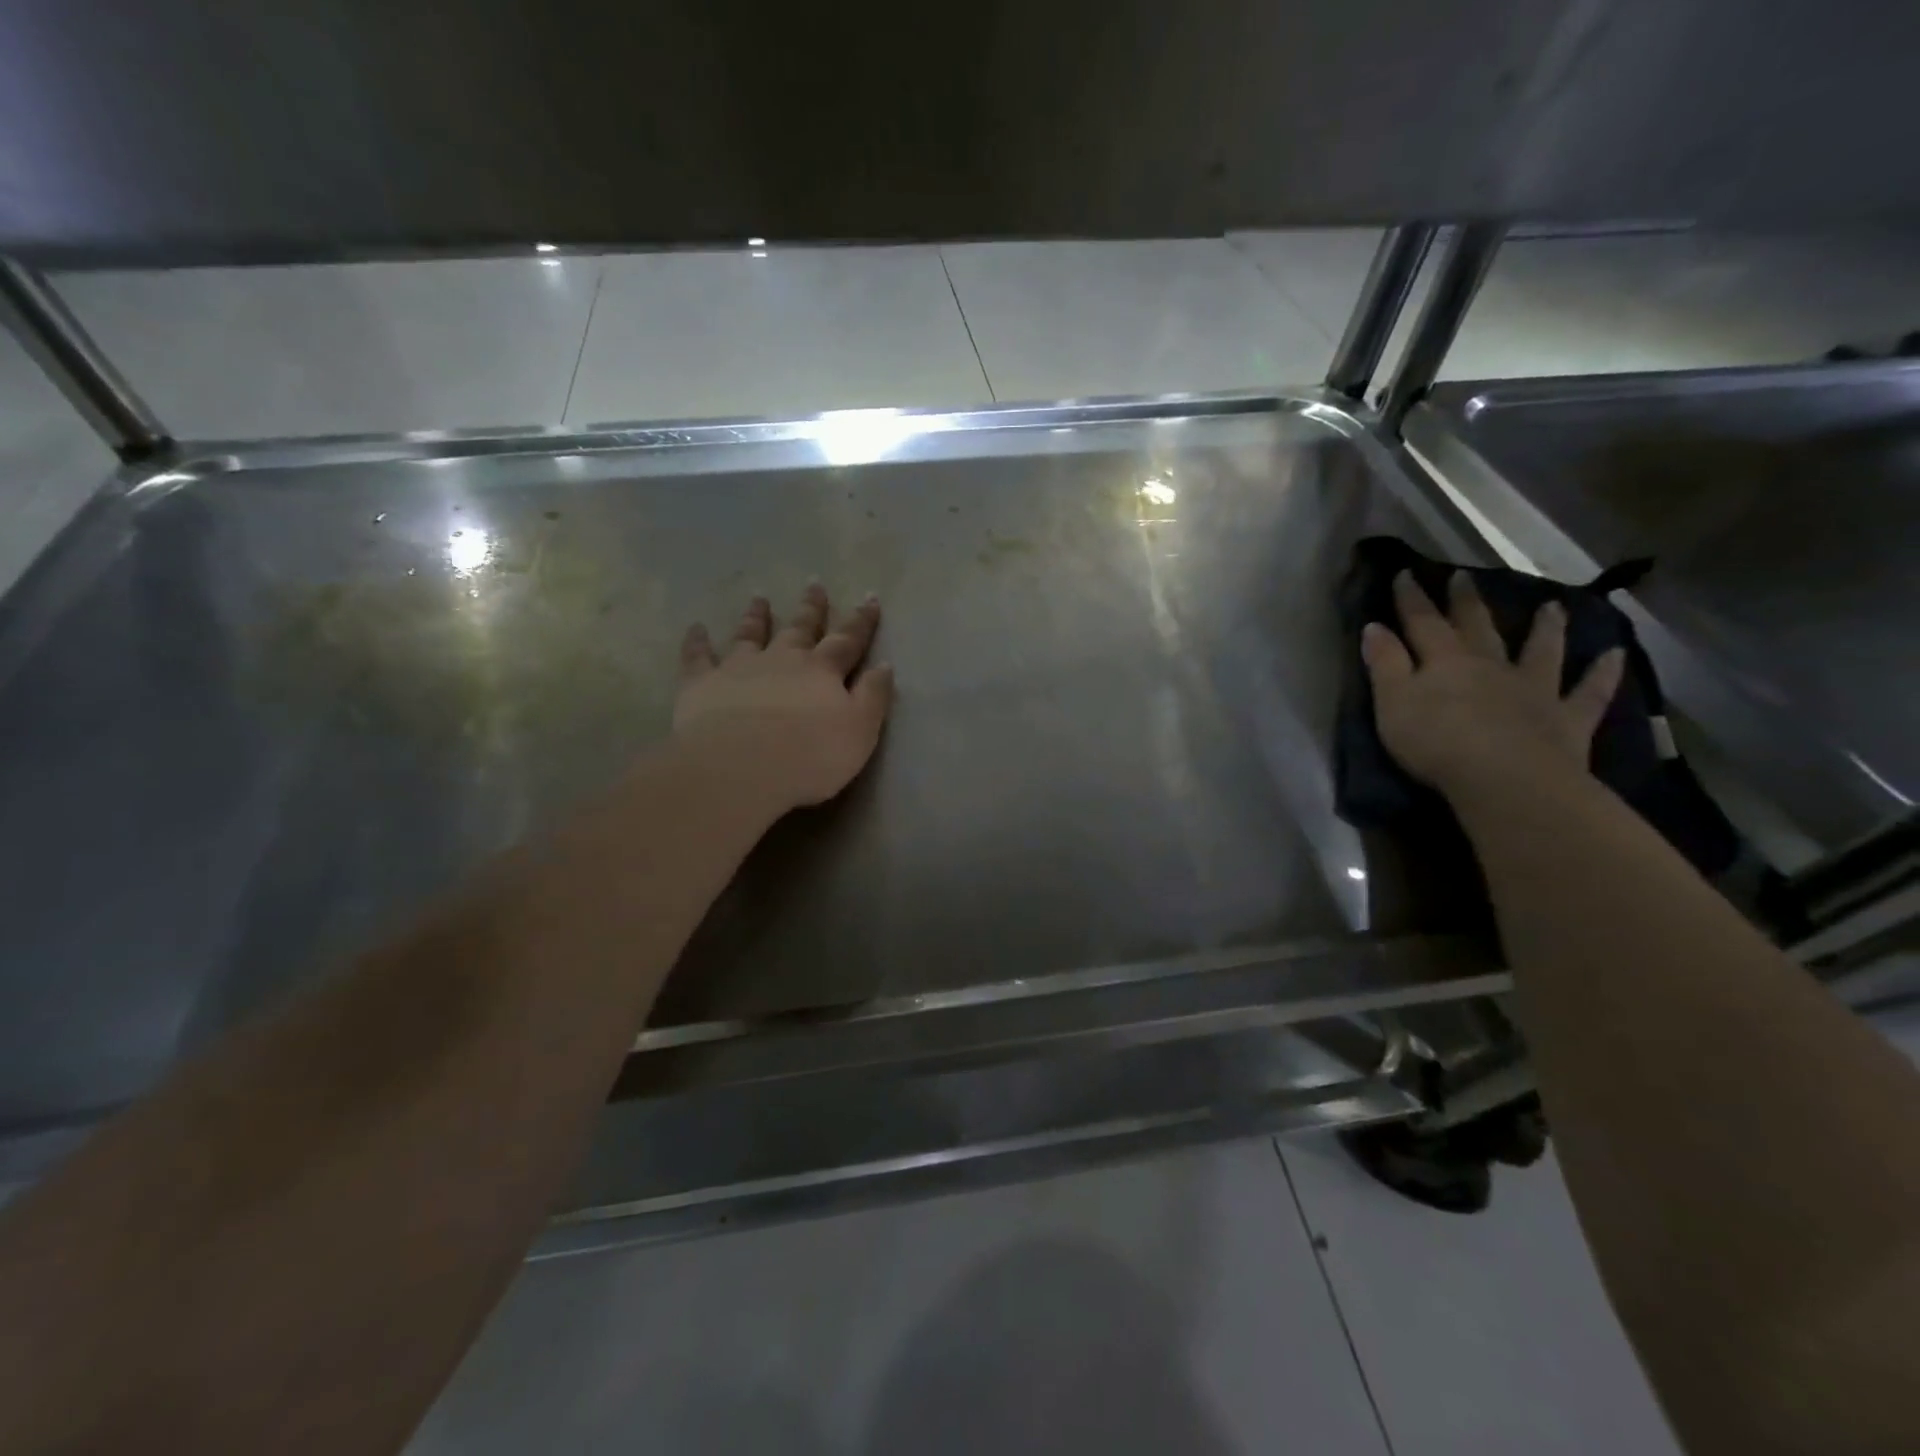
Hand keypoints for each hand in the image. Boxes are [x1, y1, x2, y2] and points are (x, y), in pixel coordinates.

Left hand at [672, 585, 895, 813]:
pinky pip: (698, 656)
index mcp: (822, 671)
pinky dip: (697, 641)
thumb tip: (884, 665)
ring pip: (750, 634)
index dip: (861, 621)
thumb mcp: (860, 731)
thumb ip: (873, 697)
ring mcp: (739, 668)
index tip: (870, 598)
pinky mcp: (702, 684)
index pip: (847, 640)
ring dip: (756, 616)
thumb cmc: (810, 756)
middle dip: (811, 608)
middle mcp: (782, 659)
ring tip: (759, 598)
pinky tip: (695, 628)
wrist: (740, 768)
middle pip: (799, 628)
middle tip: (814, 585)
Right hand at [1362, 570, 1624, 800]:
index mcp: (1445, 661)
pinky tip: (1616, 654)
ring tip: (1552, 606)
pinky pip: (1590, 691)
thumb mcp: (1393, 702)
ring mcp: (1535, 689)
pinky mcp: (1568, 718)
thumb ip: (1385, 663)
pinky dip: (1603, 673)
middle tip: (1464, 576)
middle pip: (1478, 627)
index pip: (1423, 622)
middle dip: (1467, 601)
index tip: (1406, 573)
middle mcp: (1491, 665)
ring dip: (1545, 627)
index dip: (1413, 599)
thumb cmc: (1436, 741)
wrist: (1505, 778)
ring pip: (1541, 650)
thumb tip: (1374, 626)